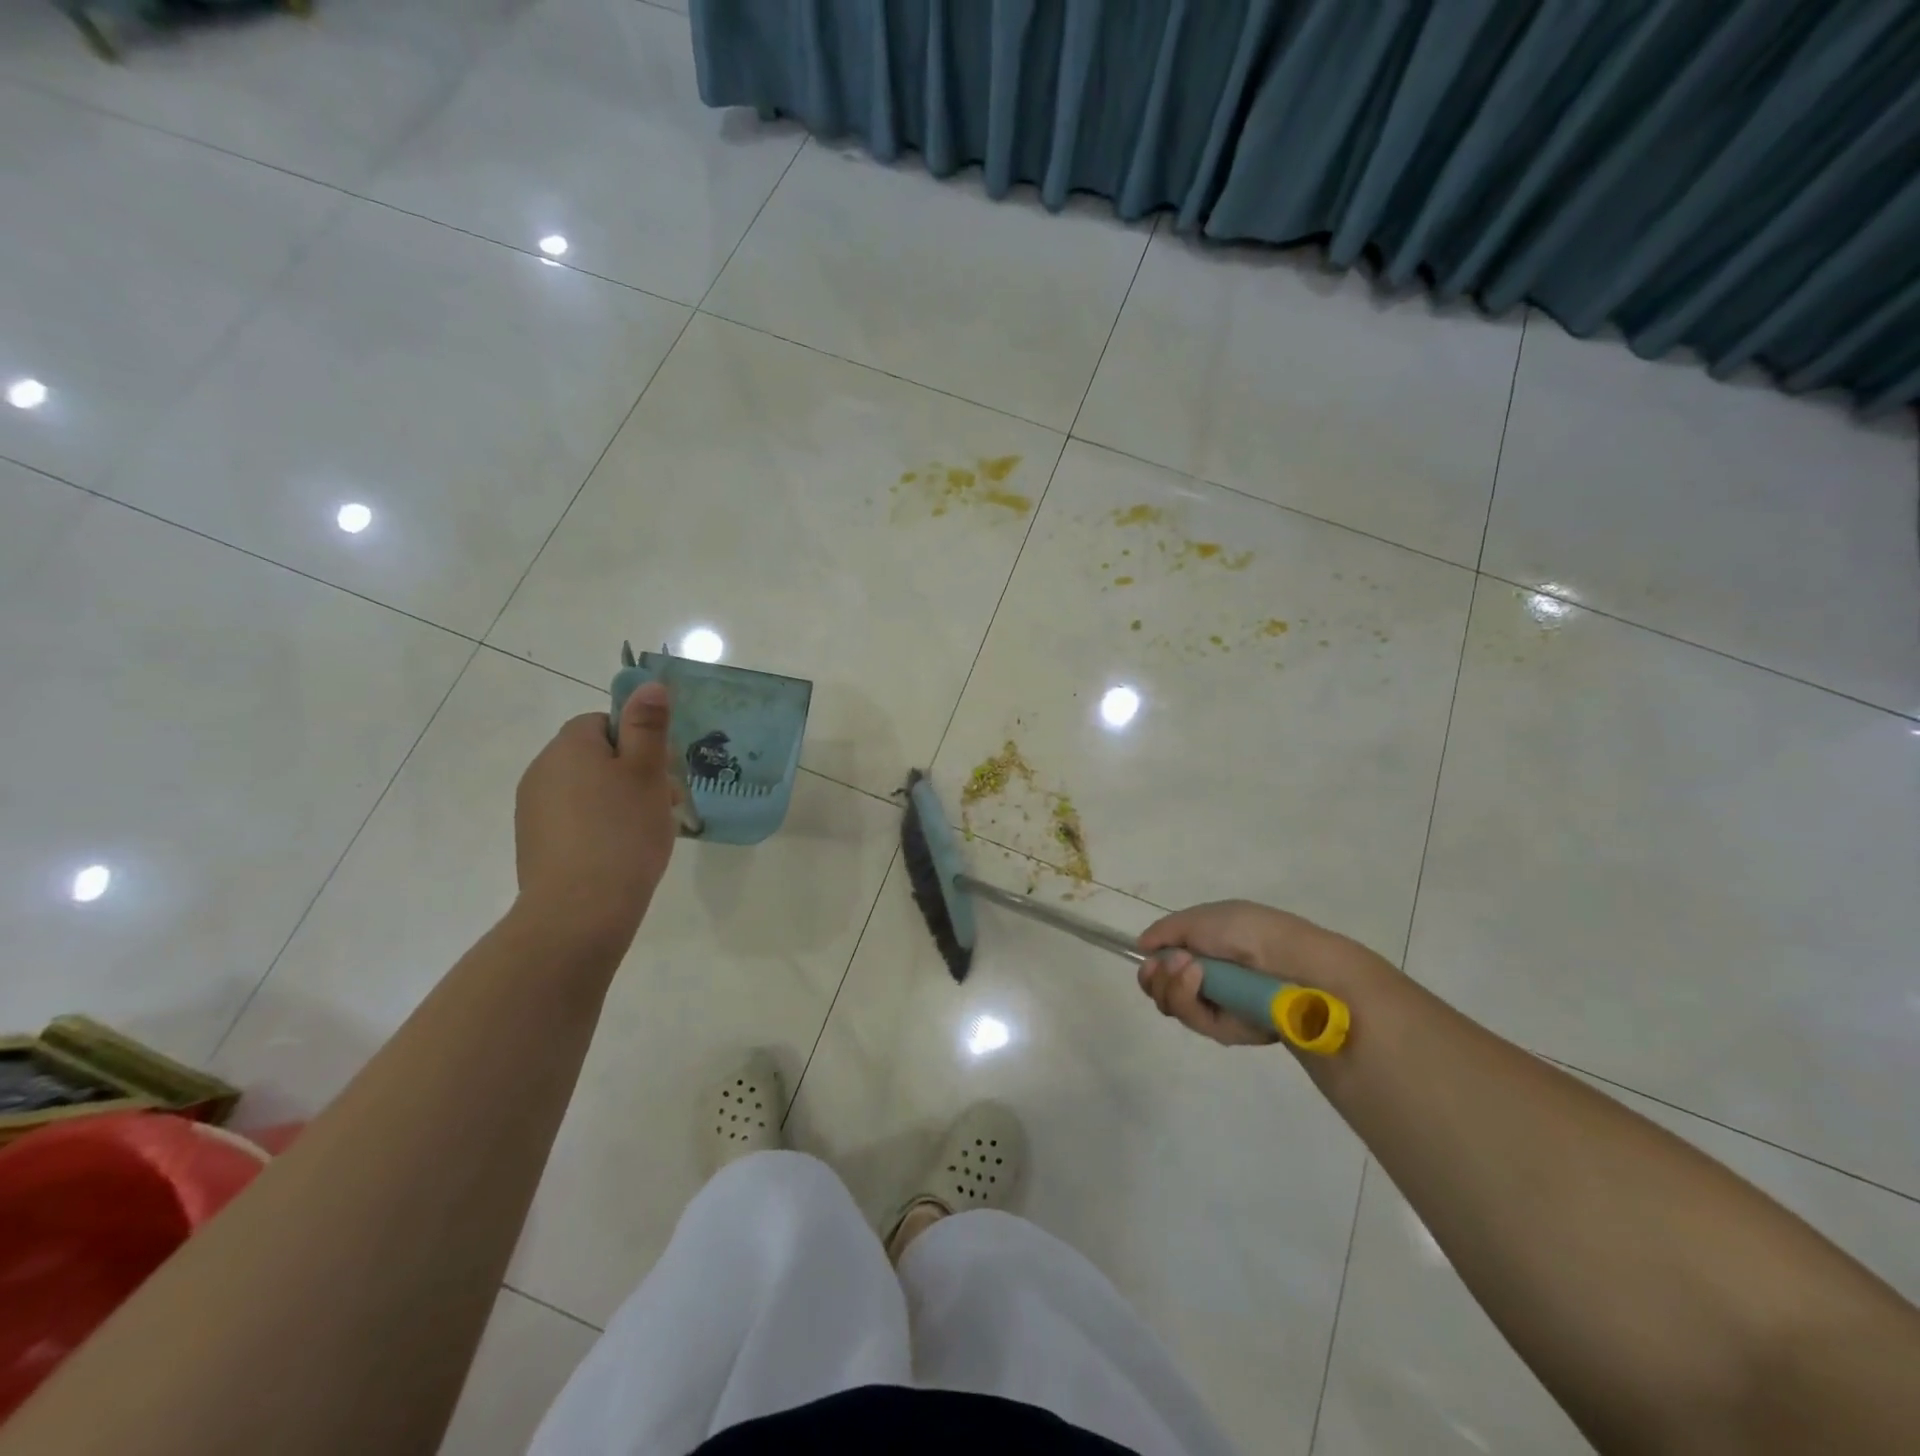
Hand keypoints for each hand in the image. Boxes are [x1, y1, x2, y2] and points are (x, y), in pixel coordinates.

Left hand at [513, 683, 677, 955]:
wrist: (579, 910)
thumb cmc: (623, 832)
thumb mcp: (647, 772)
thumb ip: (648, 726)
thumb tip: (649, 684)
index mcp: (569, 746)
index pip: (604, 723)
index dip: (638, 742)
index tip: (661, 772)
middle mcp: (542, 770)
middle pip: (596, 756)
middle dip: (633, 773)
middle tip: (665, 804)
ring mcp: (533, 809)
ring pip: (587, 789)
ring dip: (618, 801)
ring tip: (646, 833)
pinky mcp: (535, 842)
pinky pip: (575, 819)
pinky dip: (599, 827)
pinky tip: (620, 853)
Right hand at [1135, 899, 1392, 1047]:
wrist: (1289, 963)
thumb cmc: (1246, 931)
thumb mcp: (1200, 918)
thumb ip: (1166, 931)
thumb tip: (1142, 946)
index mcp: (1205, 949)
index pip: (1165, 964)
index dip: (1152, 964)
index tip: (1149, 959)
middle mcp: (1208, 979)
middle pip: (1162, 989)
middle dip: (1157, 978)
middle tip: (1168, 966)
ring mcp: (1217, 1005)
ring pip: (1172, 1005)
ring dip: (1172, 985)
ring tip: (1192, 970)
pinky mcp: (1227, 1030)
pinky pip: (1193, 1021)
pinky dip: (1189, 999)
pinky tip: (1199, 981)